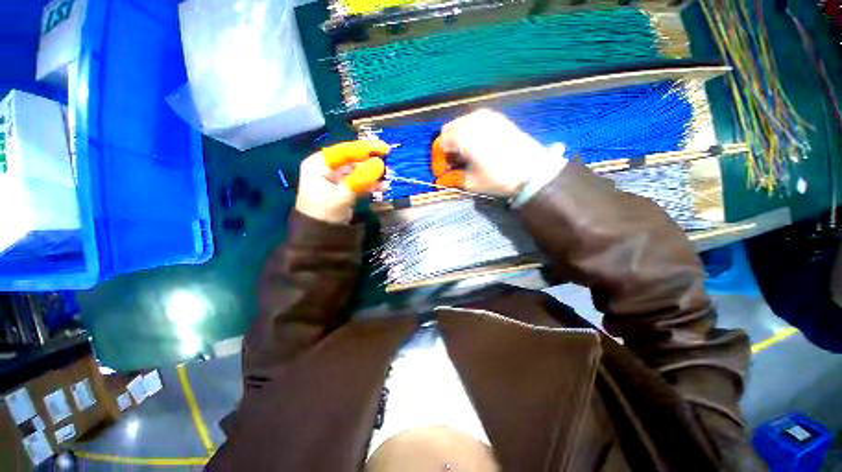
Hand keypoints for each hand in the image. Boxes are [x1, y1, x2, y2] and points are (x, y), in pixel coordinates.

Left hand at [295, 140, 387, 223]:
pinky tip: (382, 188)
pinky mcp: (343, 190)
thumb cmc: (326, 212)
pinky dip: (370, 185)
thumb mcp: (343, 194)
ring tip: (387, 179)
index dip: (365, 148)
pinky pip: (359, 182)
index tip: (384, 149)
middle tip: (388, 165)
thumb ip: (361, 177)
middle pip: (352, 160)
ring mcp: (335, 180)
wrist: (320, 237)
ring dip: (372, 175)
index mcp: (319, 164)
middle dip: (371, 164)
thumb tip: (380, 163)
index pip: (345, 151)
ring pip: (358, 172)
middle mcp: (326, 168)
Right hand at [439, 109, 548, 196]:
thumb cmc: (498, 177)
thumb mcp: (471, 182)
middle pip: (447, 131)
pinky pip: (474, 122)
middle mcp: (471, 119)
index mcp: (462, 135)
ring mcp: (486, 115)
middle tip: (452, 166)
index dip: (437, 161)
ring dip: (457, 141)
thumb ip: (452, 179)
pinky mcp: (497, 117)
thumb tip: (441, 180)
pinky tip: (476, 149)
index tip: (442, 175)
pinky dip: (469, 134)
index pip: (439, 145)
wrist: (533, 170)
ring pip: (460, 125)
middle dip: (446, 149)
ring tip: (464, 158)